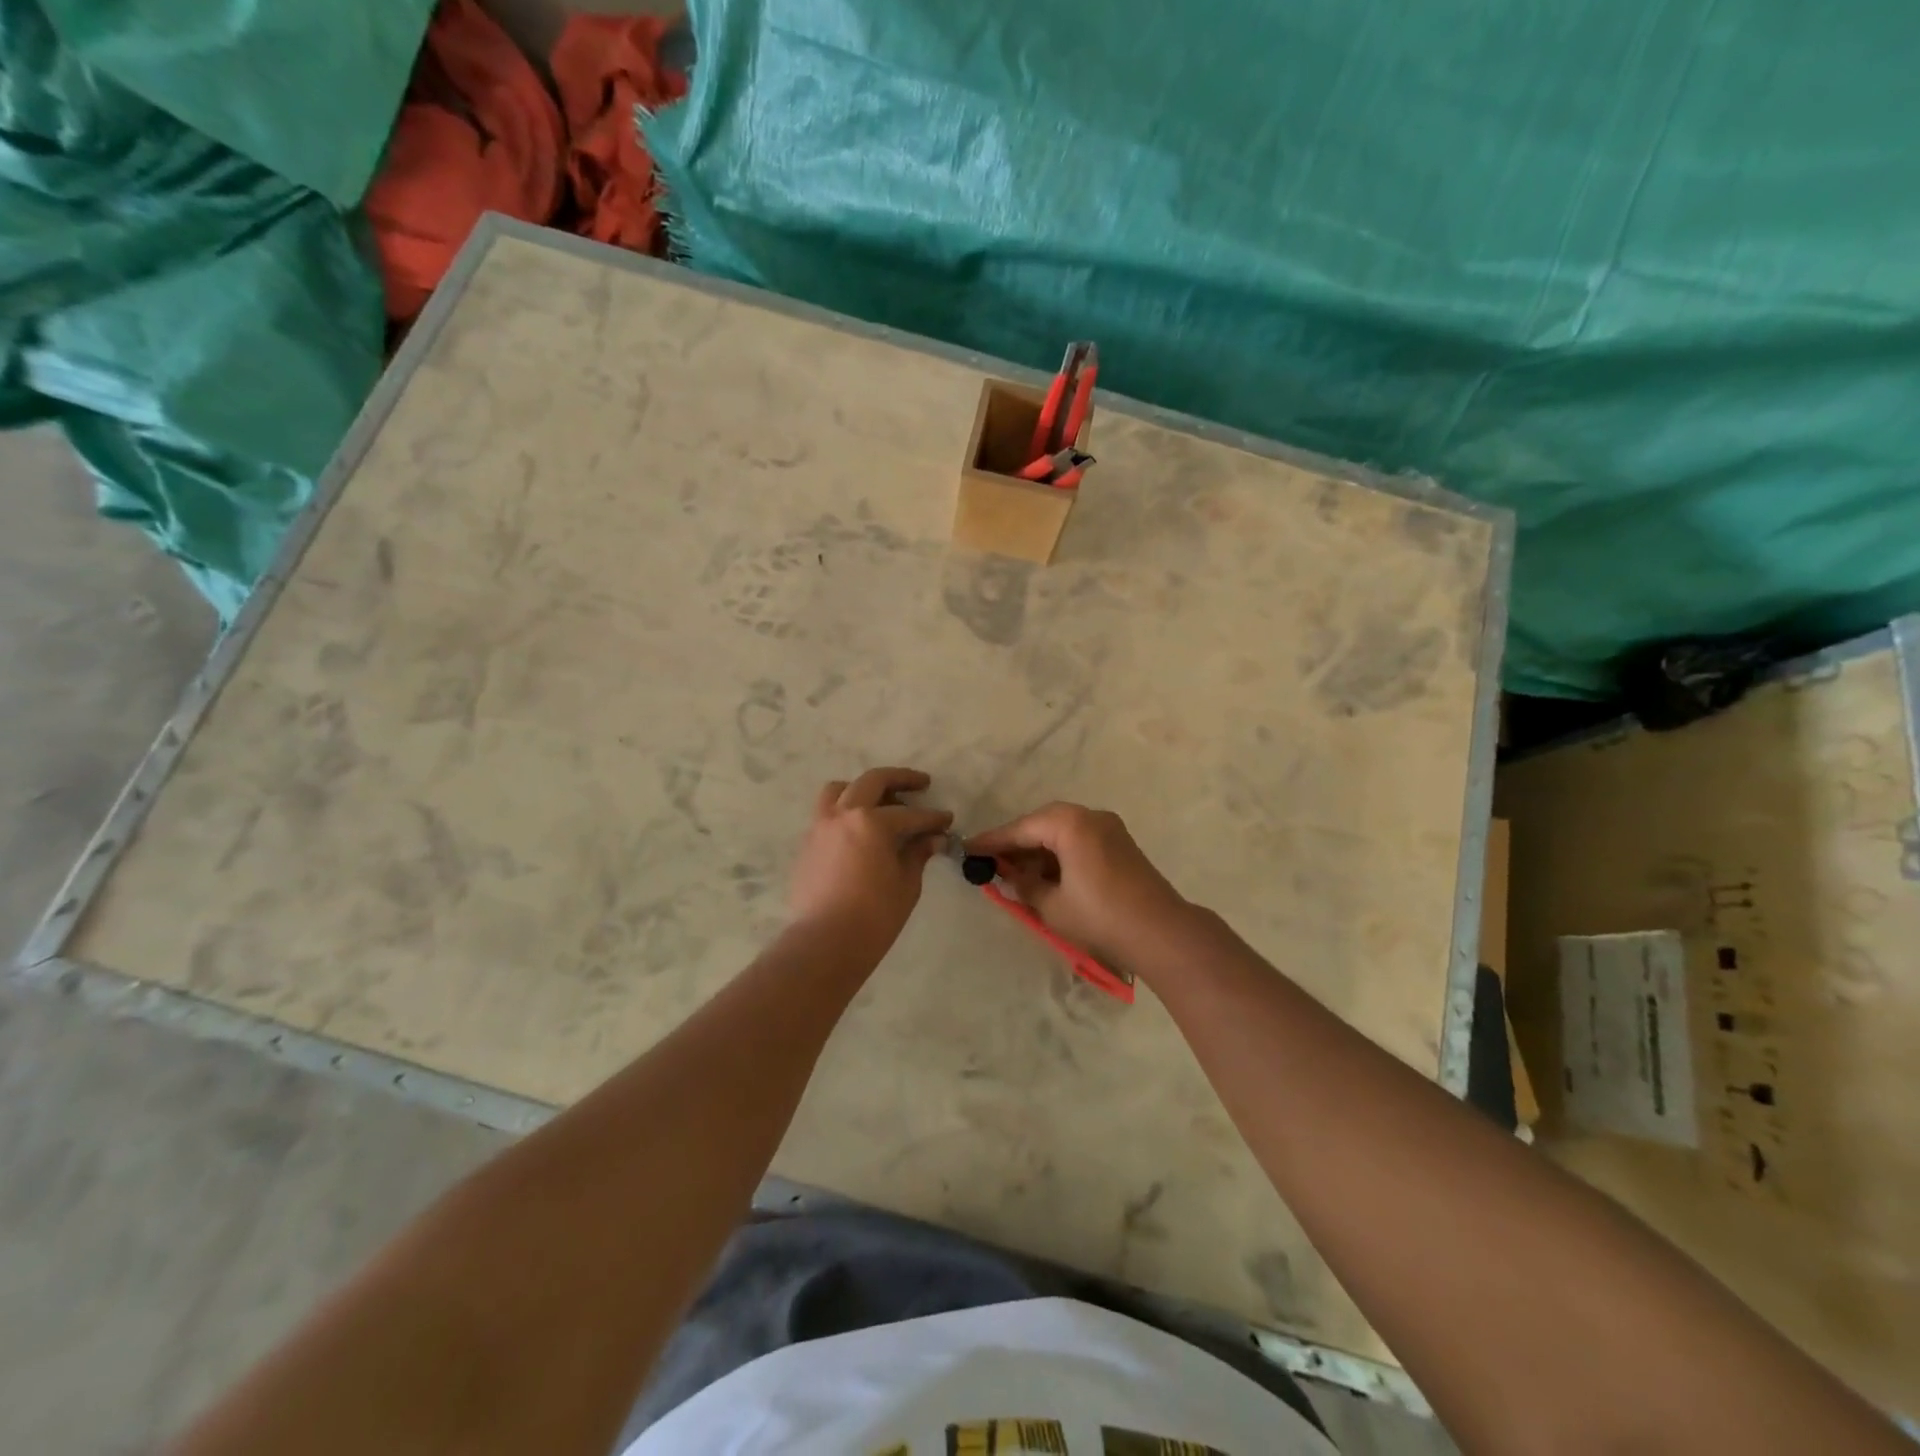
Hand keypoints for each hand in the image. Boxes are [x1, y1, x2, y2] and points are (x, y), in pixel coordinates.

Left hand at [788, 768, 952, 952]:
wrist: (825, 943)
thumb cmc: (874, 916)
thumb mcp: (906, 884)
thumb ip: (917, 854)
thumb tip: (932, 839)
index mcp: (872, 821)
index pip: (911, 814)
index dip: (933, 818)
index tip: (947, 820)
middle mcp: (844, 814)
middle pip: (873, 781)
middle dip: (901, 779)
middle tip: (921, 783)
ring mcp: (821, 826)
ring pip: (840, 790)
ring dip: (862, 788)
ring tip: (880, 800)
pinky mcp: (808, 844)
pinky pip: (827, 813)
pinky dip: (845, 811)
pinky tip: (859, 831)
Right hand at [966, 804, 1191, 972]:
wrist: (1161, 932)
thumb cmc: (1100, 917)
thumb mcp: (1052, 904)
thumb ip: (1025, 884)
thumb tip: (1010, 875)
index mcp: (1070, 823)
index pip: (1021, 829)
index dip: (992, 842)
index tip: (967, 849)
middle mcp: (1090, 816)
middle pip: (1042, 824)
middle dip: (1016, 844)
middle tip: (991, 863)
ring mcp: (1109, 828)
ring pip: (1062, 832)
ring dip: (1039, 851)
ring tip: (1016, 874)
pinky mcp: (1120, 844)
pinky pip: (1079, 840)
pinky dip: (1059, 854)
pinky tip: (1046, 876)